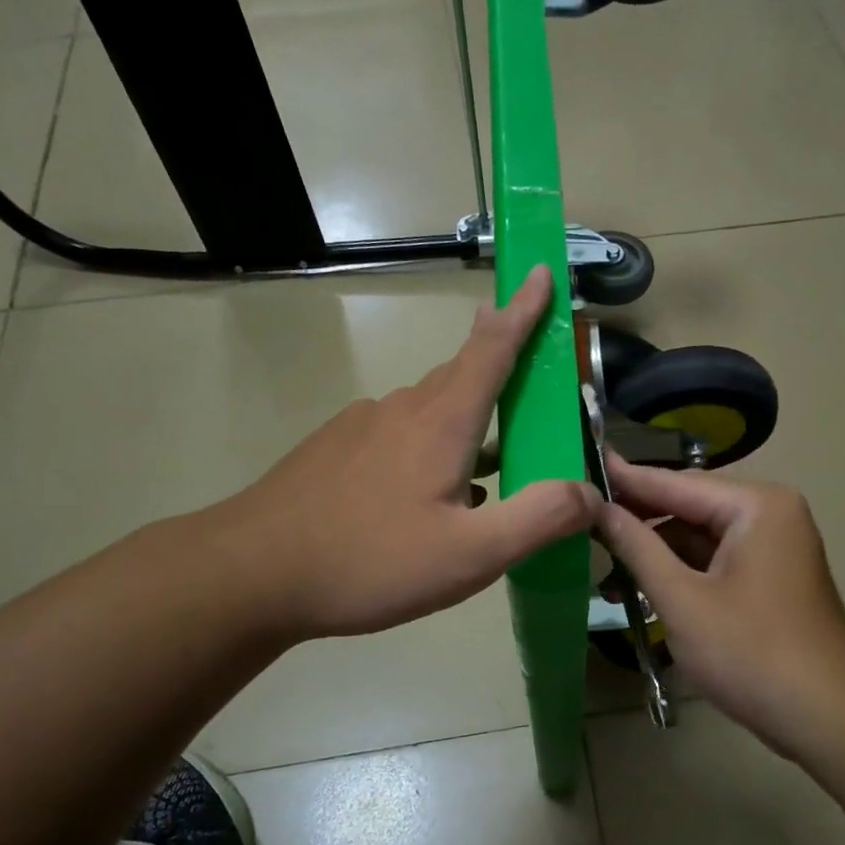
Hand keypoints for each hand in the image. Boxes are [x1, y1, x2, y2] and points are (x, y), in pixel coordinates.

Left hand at [215, 266, 599, 643]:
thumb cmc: (368, 560)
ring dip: (465, 428)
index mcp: (441, 422)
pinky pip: (397, 438)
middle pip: (462, 377)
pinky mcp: (334, 452)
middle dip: (500, 374)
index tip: (538, 271)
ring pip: (429, 413)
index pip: (492, 348)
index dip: (522, 311)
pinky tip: (421, 503)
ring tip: (485, 476)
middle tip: (532, 401)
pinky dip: (427, 453)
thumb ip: (538, 519)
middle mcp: (401, 410)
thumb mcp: (469, 555)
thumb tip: (591, 492)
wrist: (252, 573)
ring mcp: (360, 428)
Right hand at [596, 457, 844, 752]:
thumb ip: (637, 548)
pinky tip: (642, 587)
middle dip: (639, 521)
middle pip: (689, 507)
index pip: (676, 484)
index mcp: (756, 506)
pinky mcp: (770, 578)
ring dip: (657, 553)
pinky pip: (716, 561)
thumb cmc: (750, 652)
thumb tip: (598, 508)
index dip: (627, 479)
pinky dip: (681, 572)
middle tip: (584, 522)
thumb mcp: (682, 599)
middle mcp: (769, 514)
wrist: (827, 717)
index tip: (584, 464)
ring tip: (604, 568)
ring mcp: (773, 547)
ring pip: (700, 537)